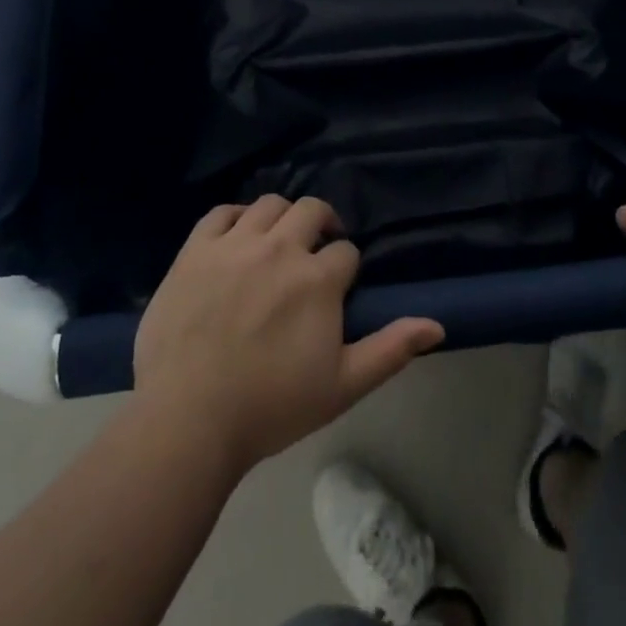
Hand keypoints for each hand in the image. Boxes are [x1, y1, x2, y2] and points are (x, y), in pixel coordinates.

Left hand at [133, 196, 443, 472]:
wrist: (188, 421)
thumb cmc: (270, 408)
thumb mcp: (342, 387)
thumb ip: (390, 350)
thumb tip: (437, 324)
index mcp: (318, 278)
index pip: (345, 251)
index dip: (345, 268)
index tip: (336, 290)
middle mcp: (280, 247)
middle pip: (312, 210)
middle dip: (321, 225)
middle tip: (314, 252)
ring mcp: (235, 244)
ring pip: (269, 204)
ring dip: (282, 218)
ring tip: (277, 243)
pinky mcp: (196, 249)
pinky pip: (221, 212)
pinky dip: (235, 217)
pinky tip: (238, 237)